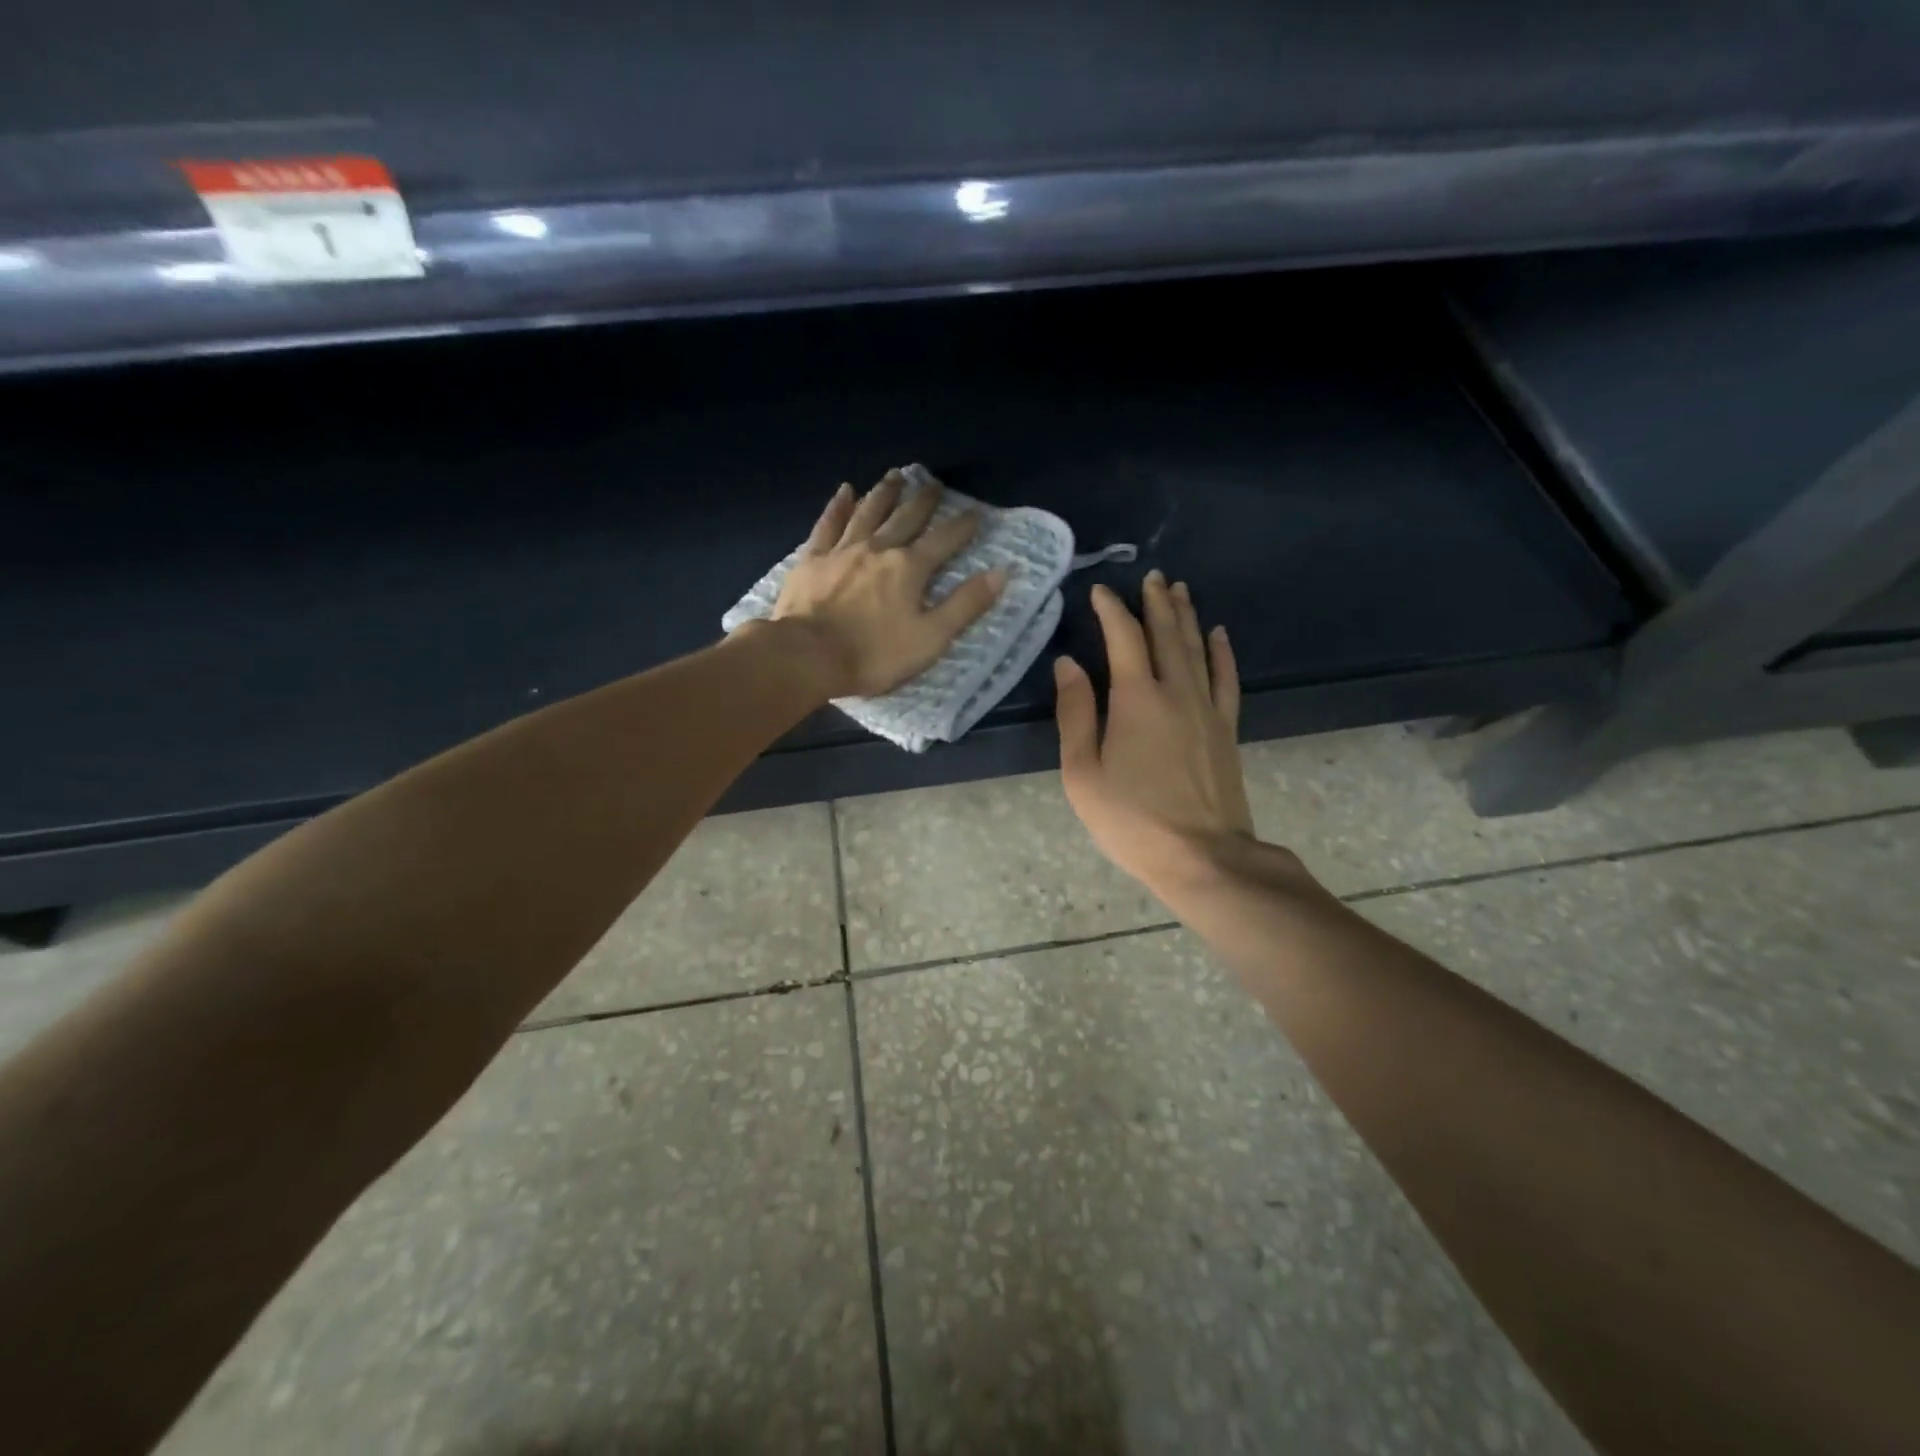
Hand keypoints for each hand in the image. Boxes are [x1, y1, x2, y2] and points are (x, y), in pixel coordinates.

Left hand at [766, 469, 1007, 698]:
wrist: (808, 656)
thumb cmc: (874, 654)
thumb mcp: (931, 637)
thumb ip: (965, 605)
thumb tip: (1002, 572)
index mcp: (910, 568)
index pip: (944, 540)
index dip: (963, 526)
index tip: (977, 512)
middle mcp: (879, 548)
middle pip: (906, 518)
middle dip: (924, 501)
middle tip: (935, 484)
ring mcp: (842, 550)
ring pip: (868, 512)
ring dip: (885, 493)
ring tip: (896, 475)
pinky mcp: (812, 558)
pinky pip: (828, 524)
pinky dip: (839, 506)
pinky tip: (845, 491)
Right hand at [1054, 574, 1259, 892]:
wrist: (1203, 857)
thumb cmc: (1131, 820)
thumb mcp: (1083, 773)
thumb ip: (1075, 714)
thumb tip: (1068, 664)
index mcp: (1136, 699)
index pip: (1123, 638)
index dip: (1111, 610)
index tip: (1100, 591)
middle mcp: (1176, 692)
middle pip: (1166, 635)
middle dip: (1155, 603)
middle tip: (1151, 576)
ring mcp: (1207, 709)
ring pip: (1197, 649)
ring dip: (1186, 616)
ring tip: (1179, 589)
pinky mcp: (1226, 729)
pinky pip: (1226, 678)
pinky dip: (1222, 652)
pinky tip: (1219, 634)